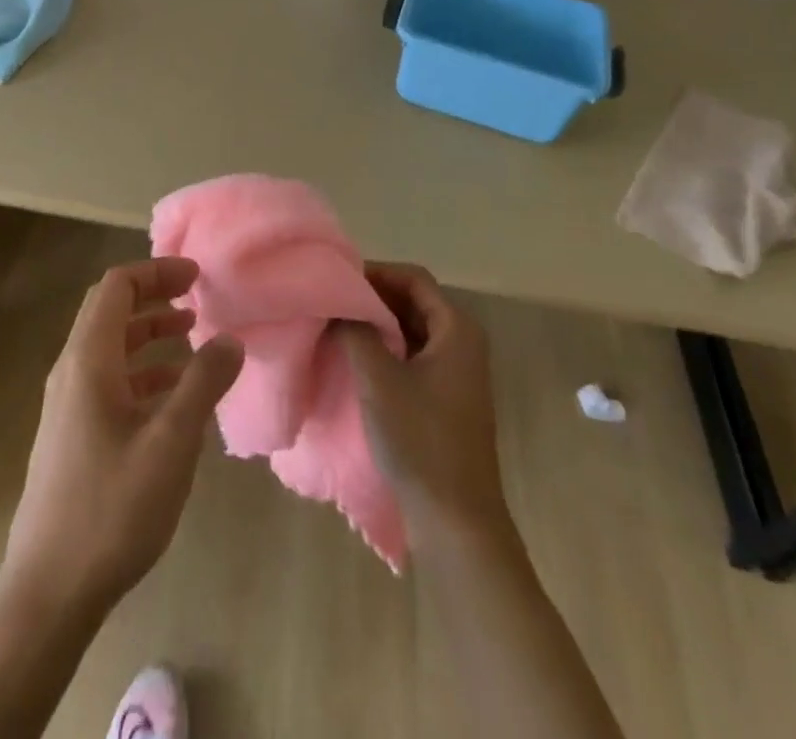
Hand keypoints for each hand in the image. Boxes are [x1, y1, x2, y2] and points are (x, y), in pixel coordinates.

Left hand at [3, 258, 243, 614]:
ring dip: (149, 334)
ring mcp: (68, 405)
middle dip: (153, 296)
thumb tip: (230, 339)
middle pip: (109, 311)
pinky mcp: (72, 435)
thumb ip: (203, 384)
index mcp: (88, 361)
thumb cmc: (111, 509)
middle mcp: (71, 372)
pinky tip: (173, 395)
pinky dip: (142, 371)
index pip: (116, 287)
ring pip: (110, 347)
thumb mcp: (171, 443)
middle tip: (196, 297)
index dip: (156, 272)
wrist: (48, 592)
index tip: (197, 277)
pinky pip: (109, 381)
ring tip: (192, 338)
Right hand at [340, 263, 507, 547]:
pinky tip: (356, 361)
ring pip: (412, 330)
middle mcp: (463, 343)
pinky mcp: (447, 399)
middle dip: (374, 298)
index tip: (338, 281)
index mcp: (456, 329)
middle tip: (332, 302)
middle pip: (414, 301)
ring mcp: (457, 373)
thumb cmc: (420, 440)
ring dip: (378, 325)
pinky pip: (414, 356)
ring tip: (337, 328)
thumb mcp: (378, 379)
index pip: (413, 278)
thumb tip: (339, 304)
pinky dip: (387, 350)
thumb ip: (356, 331)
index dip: (376, 273)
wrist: (456, 522)